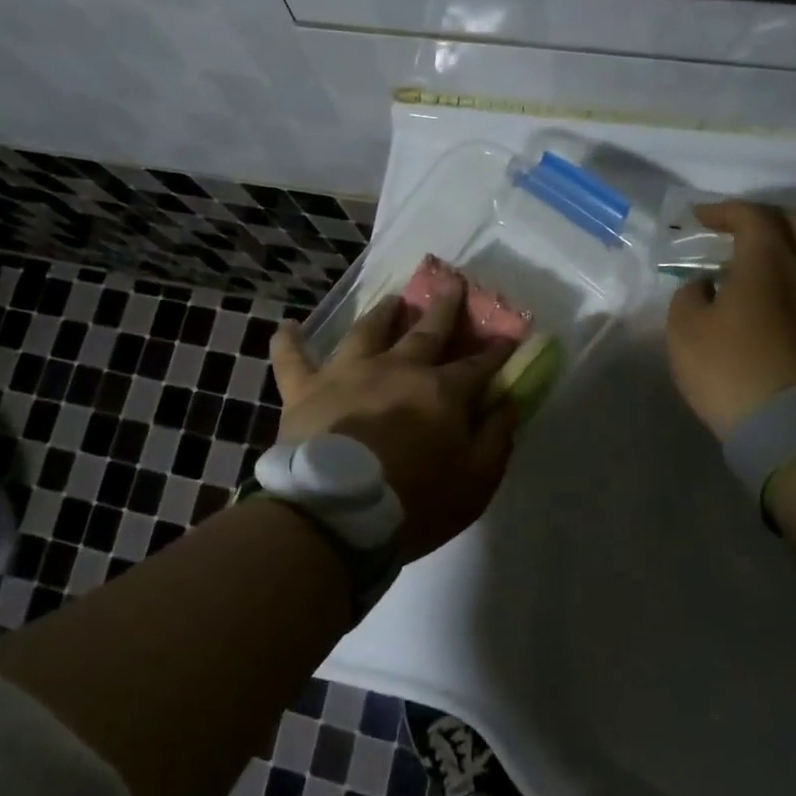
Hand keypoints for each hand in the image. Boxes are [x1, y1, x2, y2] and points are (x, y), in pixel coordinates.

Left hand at [270, 275, 517, 563]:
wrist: (338, 512)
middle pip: (427, 331)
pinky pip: (292, 359)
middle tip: (452, 283)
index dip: (496, 351)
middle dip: (444, 307)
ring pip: (366, 331)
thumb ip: (496, 438)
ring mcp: (347, 373)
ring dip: (381, 314)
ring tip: (391, 300)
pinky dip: (288, 342)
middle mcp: (396, 368)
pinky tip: (287, 327)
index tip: (508, 336)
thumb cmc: (415, 502)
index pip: (477, 364)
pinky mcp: (305, 389)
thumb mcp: (476, 481)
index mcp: (440, 391)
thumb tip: (508, 402)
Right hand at [666, 201, 795, 436]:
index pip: (753, 216)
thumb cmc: (731, 370)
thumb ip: (690, 296)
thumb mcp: (684, 330)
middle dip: (769, 219)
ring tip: (787, 256)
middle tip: (743, 230)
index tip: (700, 218)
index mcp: (769, 262)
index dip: (725, 210)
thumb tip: (706, 285)